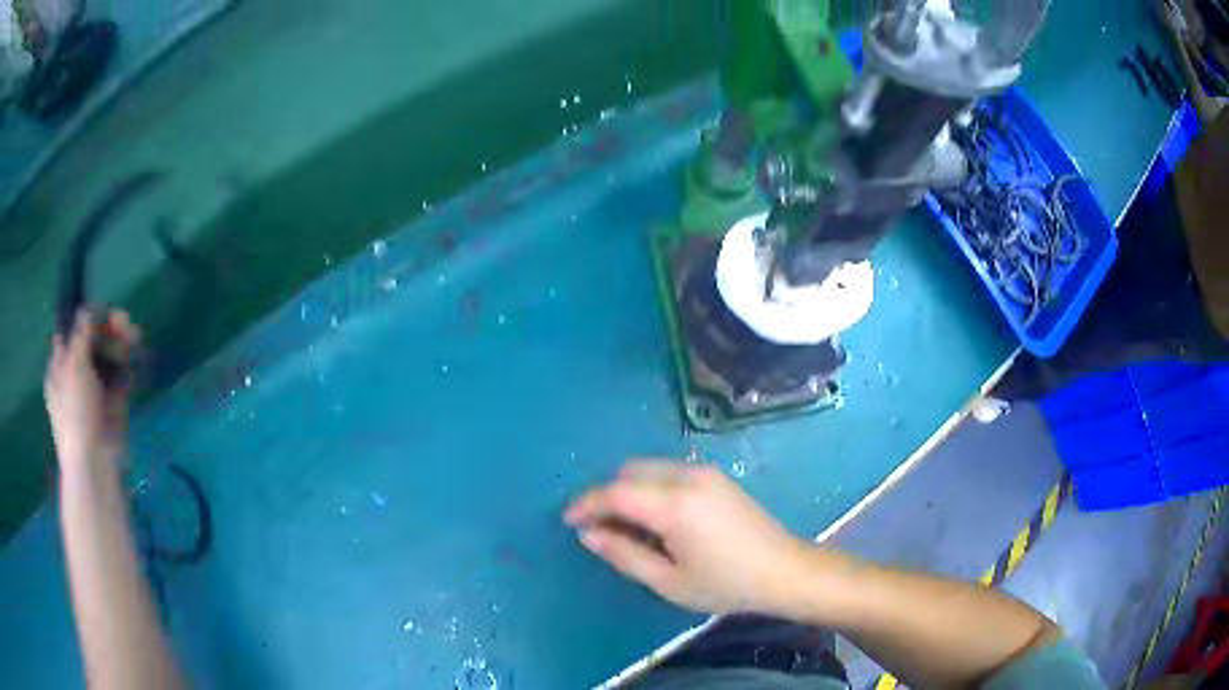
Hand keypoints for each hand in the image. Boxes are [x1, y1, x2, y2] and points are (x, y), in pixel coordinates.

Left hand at [45, 310, 140, 469]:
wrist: (94, 463)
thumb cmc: (75, 413)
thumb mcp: (73, 366)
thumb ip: (81, 333)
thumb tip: (86, 308)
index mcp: (60, 364)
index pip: (72, 330)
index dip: (86, 317)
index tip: (100, 313)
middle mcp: (77, 371)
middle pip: (92, 339)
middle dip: (108, 327)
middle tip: (124, 322)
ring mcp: (96, 387)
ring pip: (108, 354)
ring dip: (121, 341)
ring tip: (135, 337)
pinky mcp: (114, 400)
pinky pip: (121, 373)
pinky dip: (128, 362)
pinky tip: (136, 355)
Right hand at [564, 461, 808, 615]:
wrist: (784, 570)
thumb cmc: (725, 584)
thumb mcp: (668, 581)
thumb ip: (624, 554)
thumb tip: (588, 533)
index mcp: (675, 504)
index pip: (615, 492)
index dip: (586, 503)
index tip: (568, 520)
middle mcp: (687, 477)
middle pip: (629, 472)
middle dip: (606, 495)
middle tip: (599, 529)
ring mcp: (705, 472)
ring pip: (648, 468)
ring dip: (628, 490)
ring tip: (627, 527)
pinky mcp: (716, 476)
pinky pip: (668, 472)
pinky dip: (649, 488)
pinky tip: (656, 519)